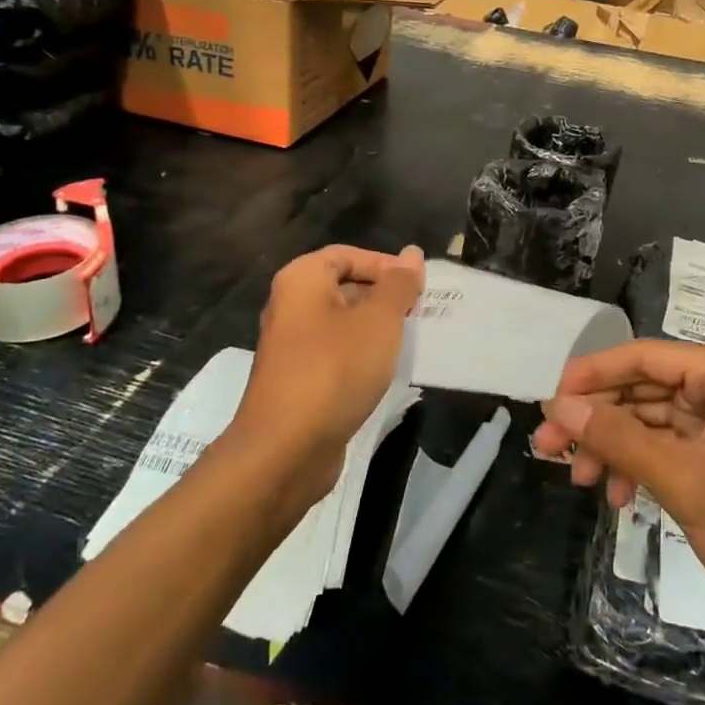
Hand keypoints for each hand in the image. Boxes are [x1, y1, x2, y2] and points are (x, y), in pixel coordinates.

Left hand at [234, 244, 424, 505]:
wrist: (285, 450)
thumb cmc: (334, 370)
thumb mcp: (379, 320)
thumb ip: (399, 285)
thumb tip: (412, 254)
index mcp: (301, 280)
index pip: (349, 255)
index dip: (386, 265)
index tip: (418, 287)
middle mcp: (290, 306)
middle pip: (345, 287)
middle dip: (384, 297)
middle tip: (420, 313)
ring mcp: (292, 346)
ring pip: (343, 324)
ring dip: (377, 330)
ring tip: (410, 340)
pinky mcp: (299, 380)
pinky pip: (337, 355)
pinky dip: (362, 357)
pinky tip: (386, 371)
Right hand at [533, 340, 704, 629]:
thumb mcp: (685, 480)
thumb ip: (619, 438)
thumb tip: (558, 406)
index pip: (643, 356)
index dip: (591, 376)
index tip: (547, 403)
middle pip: (644, 388)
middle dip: (598, 420)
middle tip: (548, 450)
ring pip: (653, 420)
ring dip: (615, 447)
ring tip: (579, 480)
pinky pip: (671, 447)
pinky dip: (642, 467)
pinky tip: (620, 498)